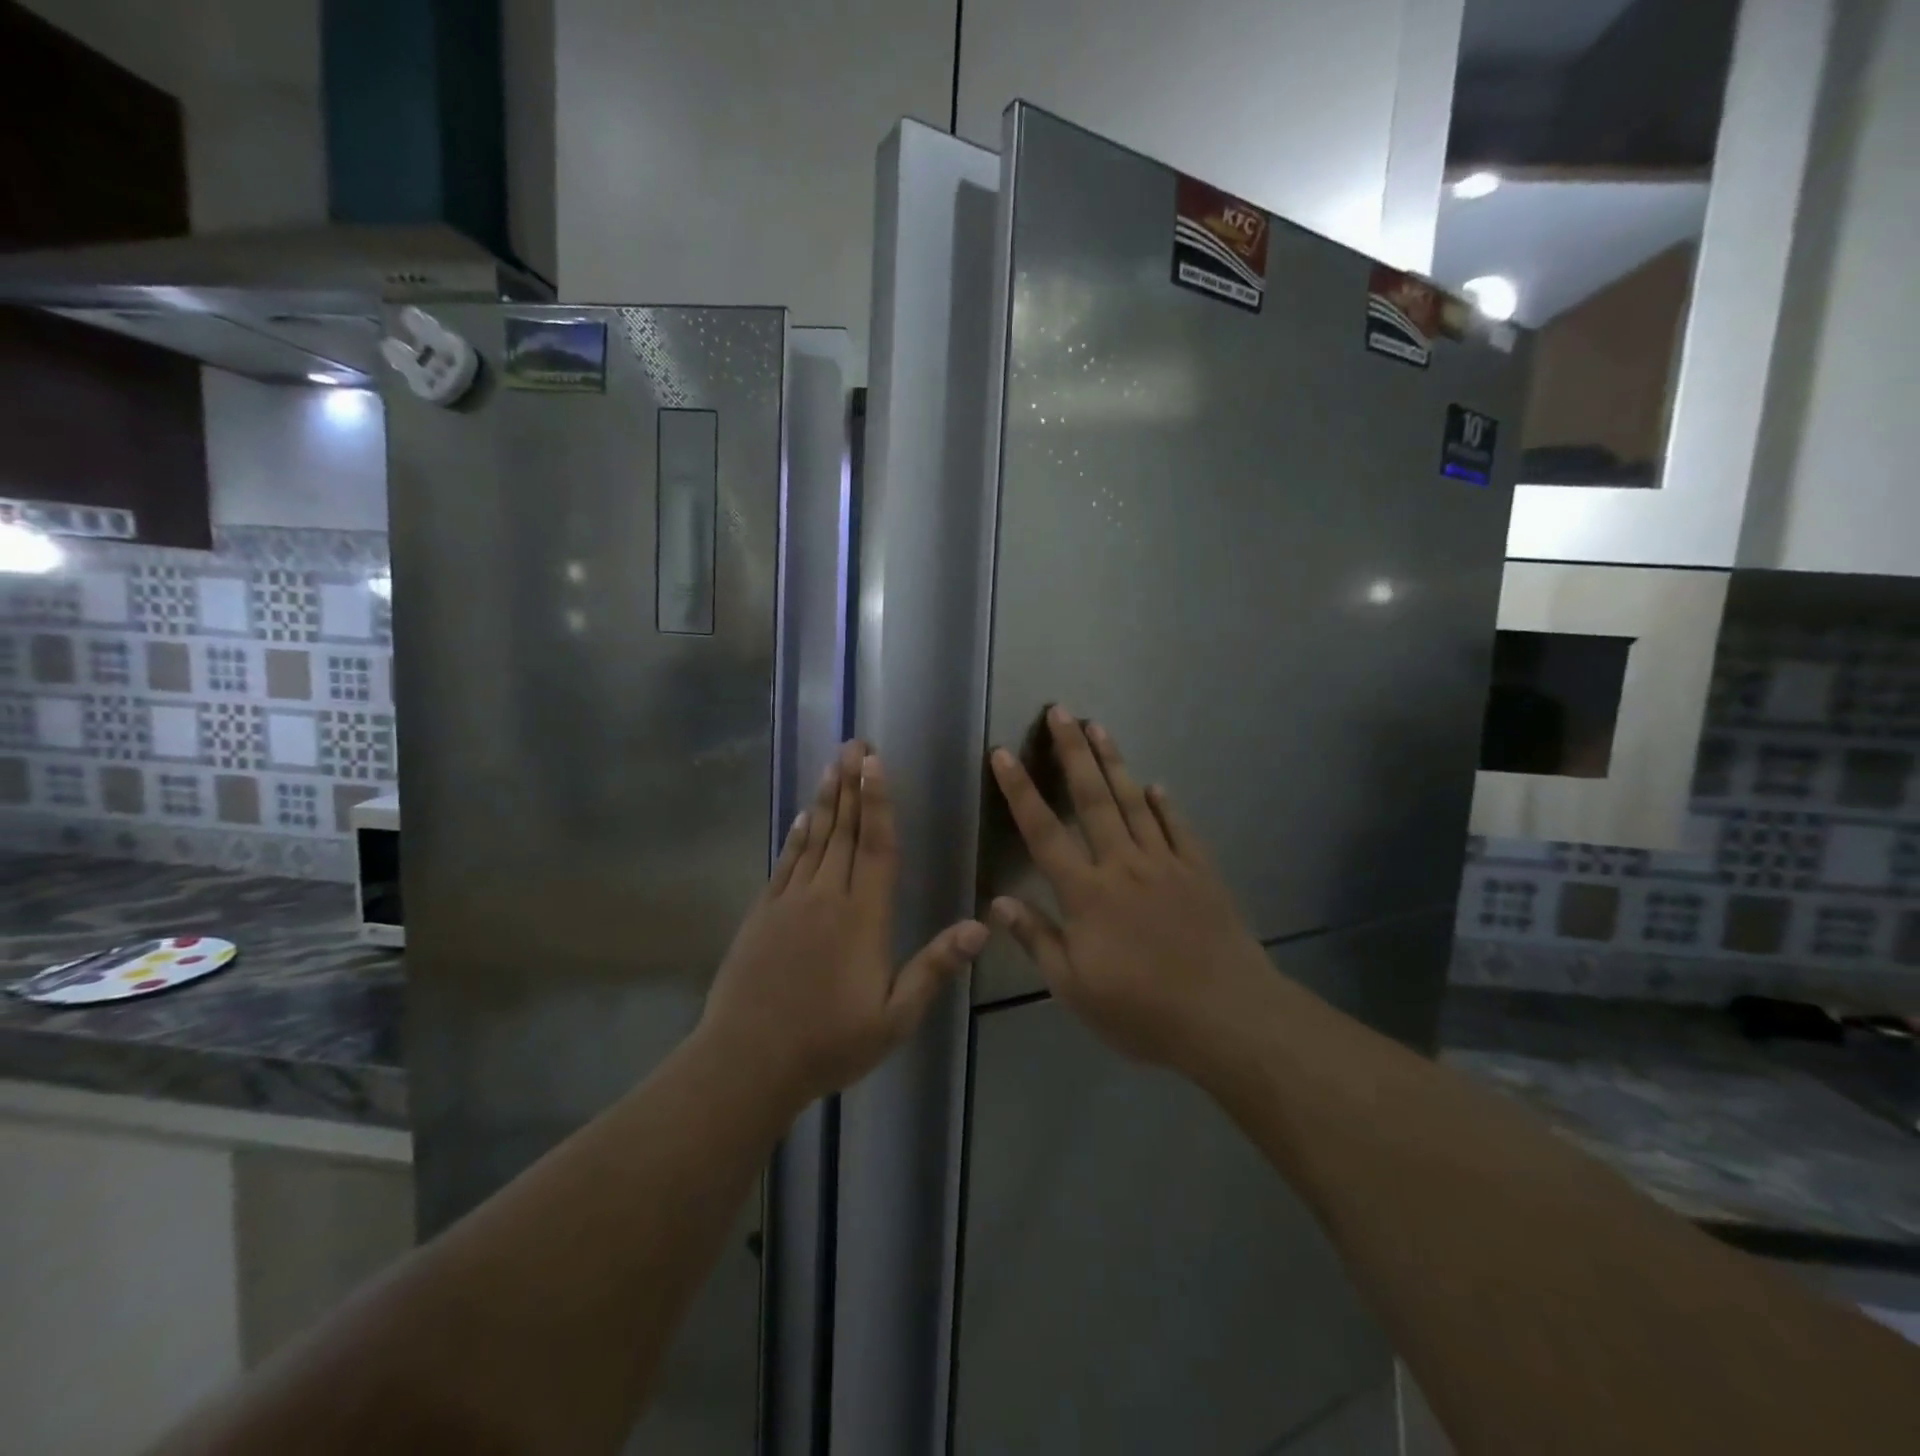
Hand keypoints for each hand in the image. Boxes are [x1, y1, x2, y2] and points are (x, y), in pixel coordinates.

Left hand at [700, 740, 988, 1109]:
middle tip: (855, 744)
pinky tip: (801, 817)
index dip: (878, 802)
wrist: (748, 1061)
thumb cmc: (829, 1043)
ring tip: (832, 765)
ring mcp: (790, 902)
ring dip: (825, 800)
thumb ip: (934, 968)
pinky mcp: (763, 914)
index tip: (875, 763)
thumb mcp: (894, 1018)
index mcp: (863, 918)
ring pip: (813, 839)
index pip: (876, 847)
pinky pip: (785, 863)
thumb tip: (981, 927)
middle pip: (843, 831)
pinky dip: (795, 836)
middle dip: (852, 785)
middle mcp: (827, 898)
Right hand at [988, 707, 1273, 1071]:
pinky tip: (1156, 786)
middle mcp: (1123, 865)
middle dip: (1073, 753)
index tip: (1003, 754)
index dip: (1020, 791)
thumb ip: (1038, 940)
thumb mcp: (1075, 989)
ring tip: (1099, 728)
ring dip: (1115, 763)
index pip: (1043, 832)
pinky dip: (1165, 805)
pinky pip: (1178, 828)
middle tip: (1062, 711)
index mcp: (1087, 893)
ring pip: (1134, 802)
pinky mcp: (1200, 872)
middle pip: (1093, 799)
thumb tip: (1000, 902)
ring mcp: (1166, 864)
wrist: (1227, 1018)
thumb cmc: (1142, 1011)